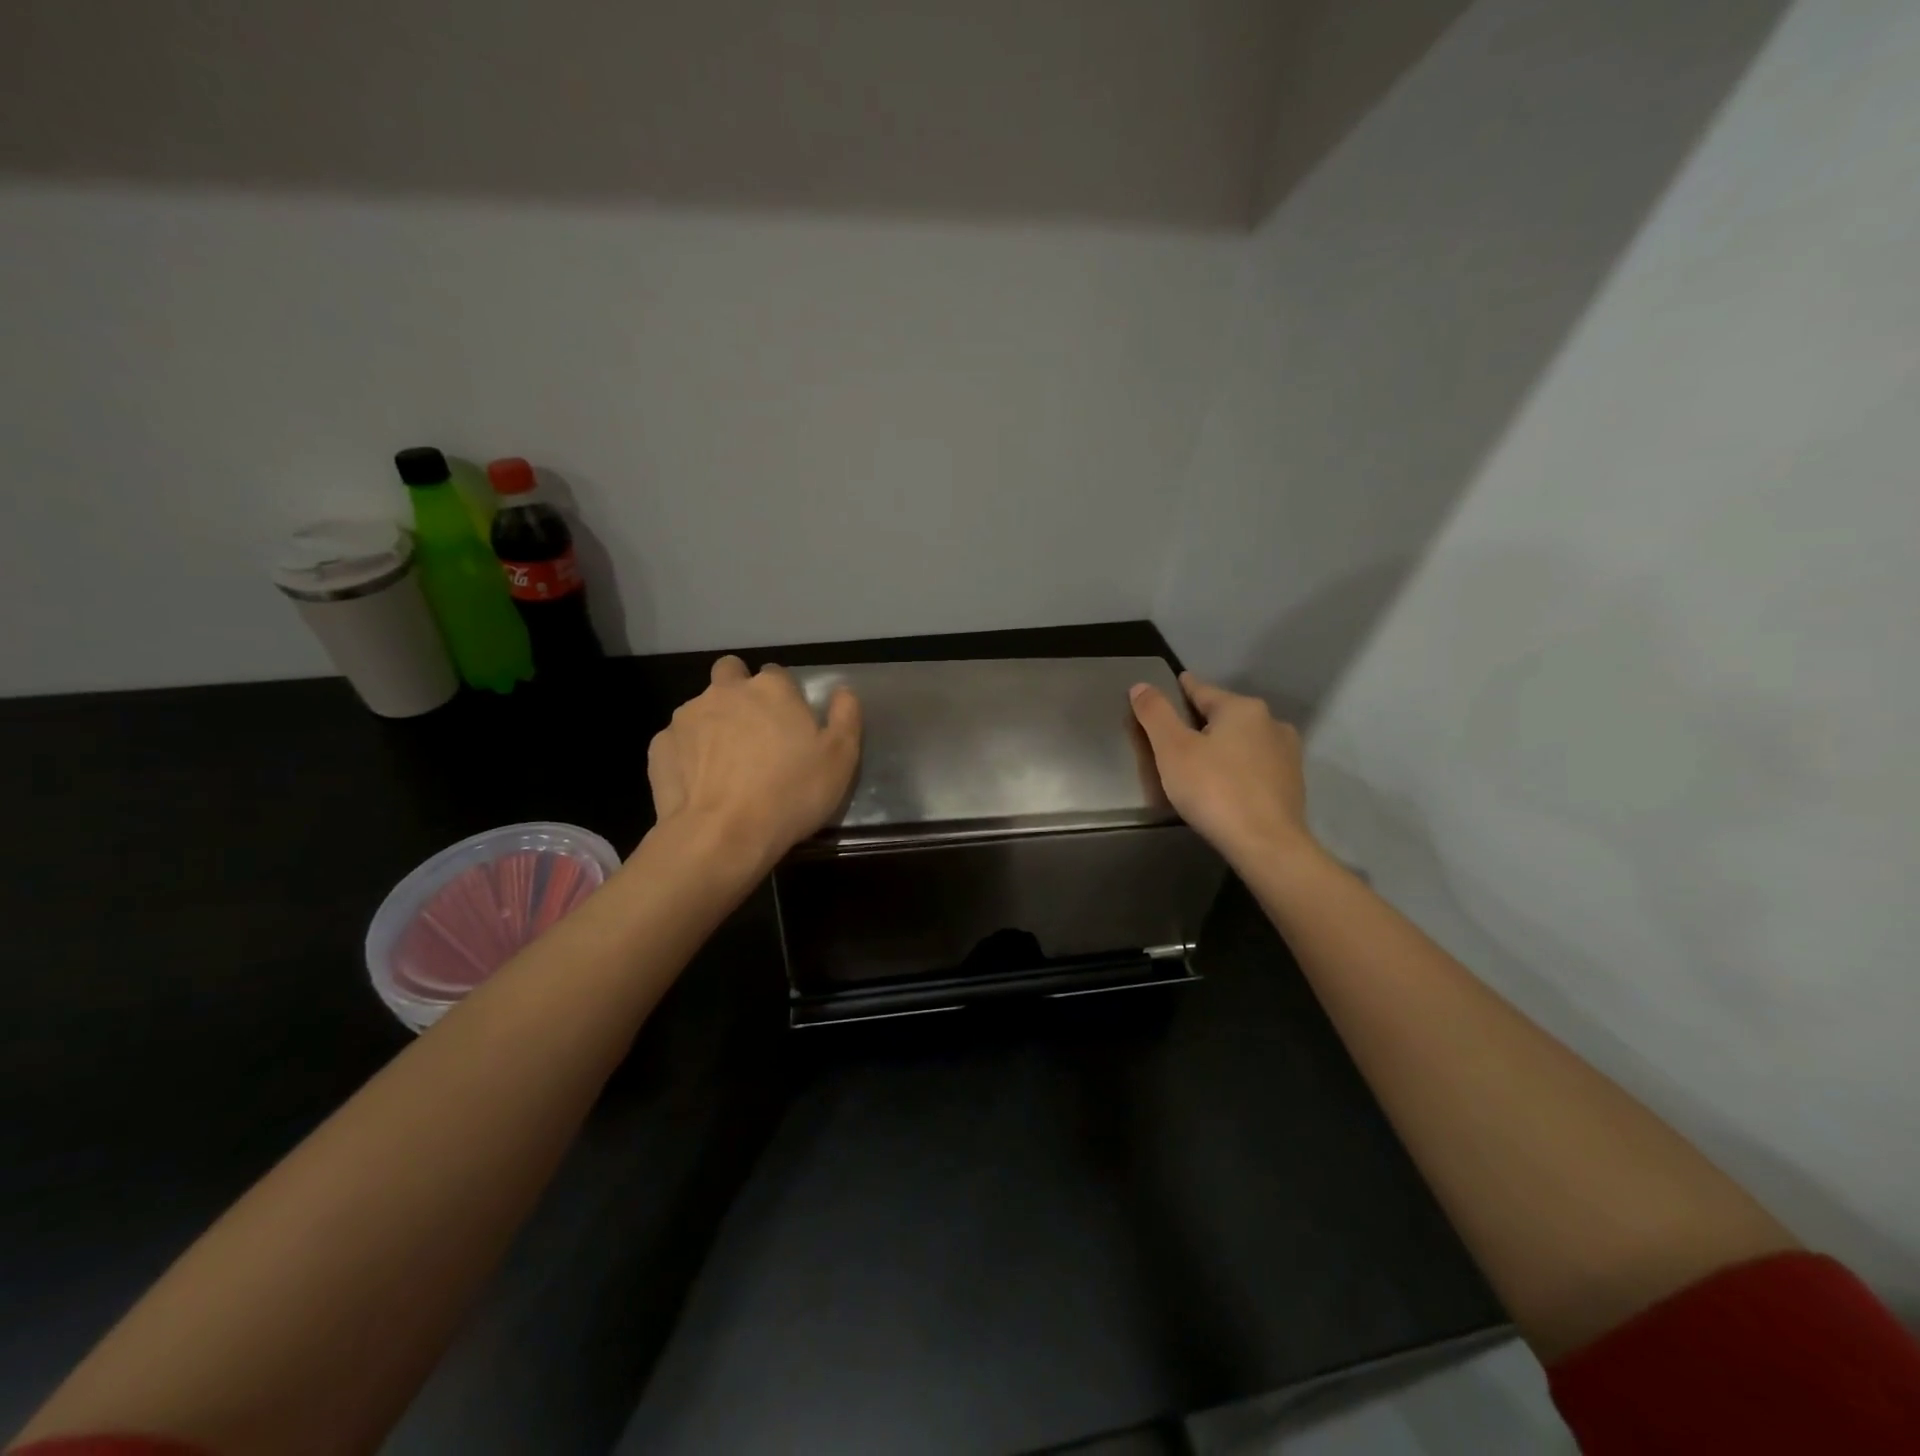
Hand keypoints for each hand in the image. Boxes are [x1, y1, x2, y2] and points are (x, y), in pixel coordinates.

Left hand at [647, 656, 860, 872]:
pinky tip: (701, 783)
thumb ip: (845, 717)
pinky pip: (678, 741)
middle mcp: (725, 691)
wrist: (722, 836)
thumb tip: (843, 691)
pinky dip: (689, 754)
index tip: (788, 723)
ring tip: (726, 765)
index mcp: (771, 688)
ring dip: (714, 724)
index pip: (776, 673)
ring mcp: (687, 716)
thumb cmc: (791, 793)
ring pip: (701, 707)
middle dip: (739, 691)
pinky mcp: (660, 746)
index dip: (783, 695)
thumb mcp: (840, 759)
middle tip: (754, 731)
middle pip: (730, 673)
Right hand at [1129, 671, 1314, 868]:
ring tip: (1202, 759)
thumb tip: (1140, 686)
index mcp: (1242, 709)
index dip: (1183, 688)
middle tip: (1179, 732)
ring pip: (1244, 740)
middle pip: (1226, 715)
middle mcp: (1271, 723)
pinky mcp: (1292, 784)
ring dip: (1224, 744)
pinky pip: (1256, 765)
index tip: (1175, 683)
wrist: (1267, 844)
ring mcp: (1287, 754)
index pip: (1203, 690)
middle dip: (1203, 720)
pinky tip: (1226, 783)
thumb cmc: (1214, 790)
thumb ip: (1155, 714)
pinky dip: (1239, 767)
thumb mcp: (1172, 749)